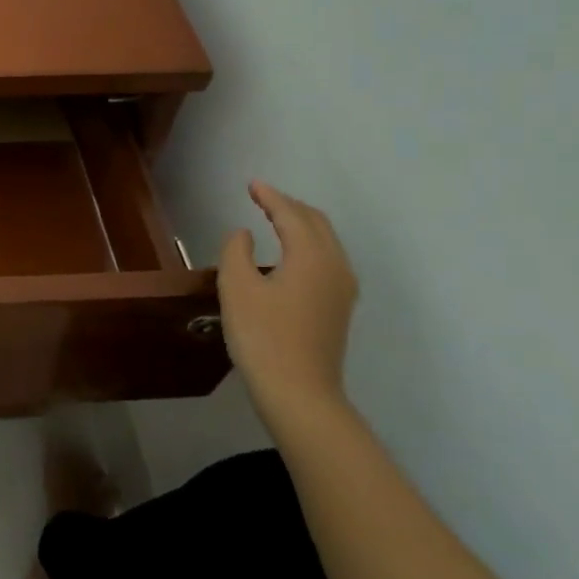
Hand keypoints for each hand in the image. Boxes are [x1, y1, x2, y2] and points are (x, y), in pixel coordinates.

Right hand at [218, 182, 356, 423]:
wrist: (299, 393)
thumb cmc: (263, 336)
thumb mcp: (237, 287)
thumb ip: (237, 251)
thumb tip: (245, 235)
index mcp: (312, 257)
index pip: (292, 215)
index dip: (270, 197)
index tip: (252, 184)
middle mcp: (335, 266)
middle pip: (316, 224)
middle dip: (289, 206)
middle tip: (262, 197)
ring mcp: (342, 289)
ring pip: (325, 242)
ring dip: (300, 224)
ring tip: (274, 219)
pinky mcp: (338, 308)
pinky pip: (326, 259)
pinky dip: (307, 244)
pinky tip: (289, 254)